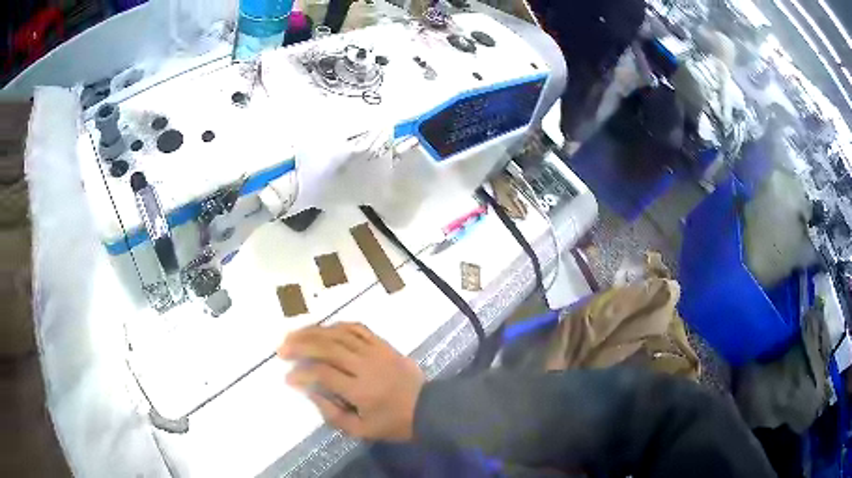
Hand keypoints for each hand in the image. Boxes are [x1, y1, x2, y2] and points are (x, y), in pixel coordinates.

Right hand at [278, 322, 424, 440]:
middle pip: (327, 347)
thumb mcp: (362, 430)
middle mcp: (366, 366)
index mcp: (361, 390)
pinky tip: (324, 328)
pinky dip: (338, 325)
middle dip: (300, 345)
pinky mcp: (384, 344)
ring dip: (314, 332)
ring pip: (339, 334)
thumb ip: (332, 414)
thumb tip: (310, 392)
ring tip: (295, 334)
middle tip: (282, 348)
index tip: (287, 377)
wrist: (429, 408)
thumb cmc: (393, 424)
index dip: (302, 373)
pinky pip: (358, 328)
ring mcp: (376, 351)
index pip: (323, 373)